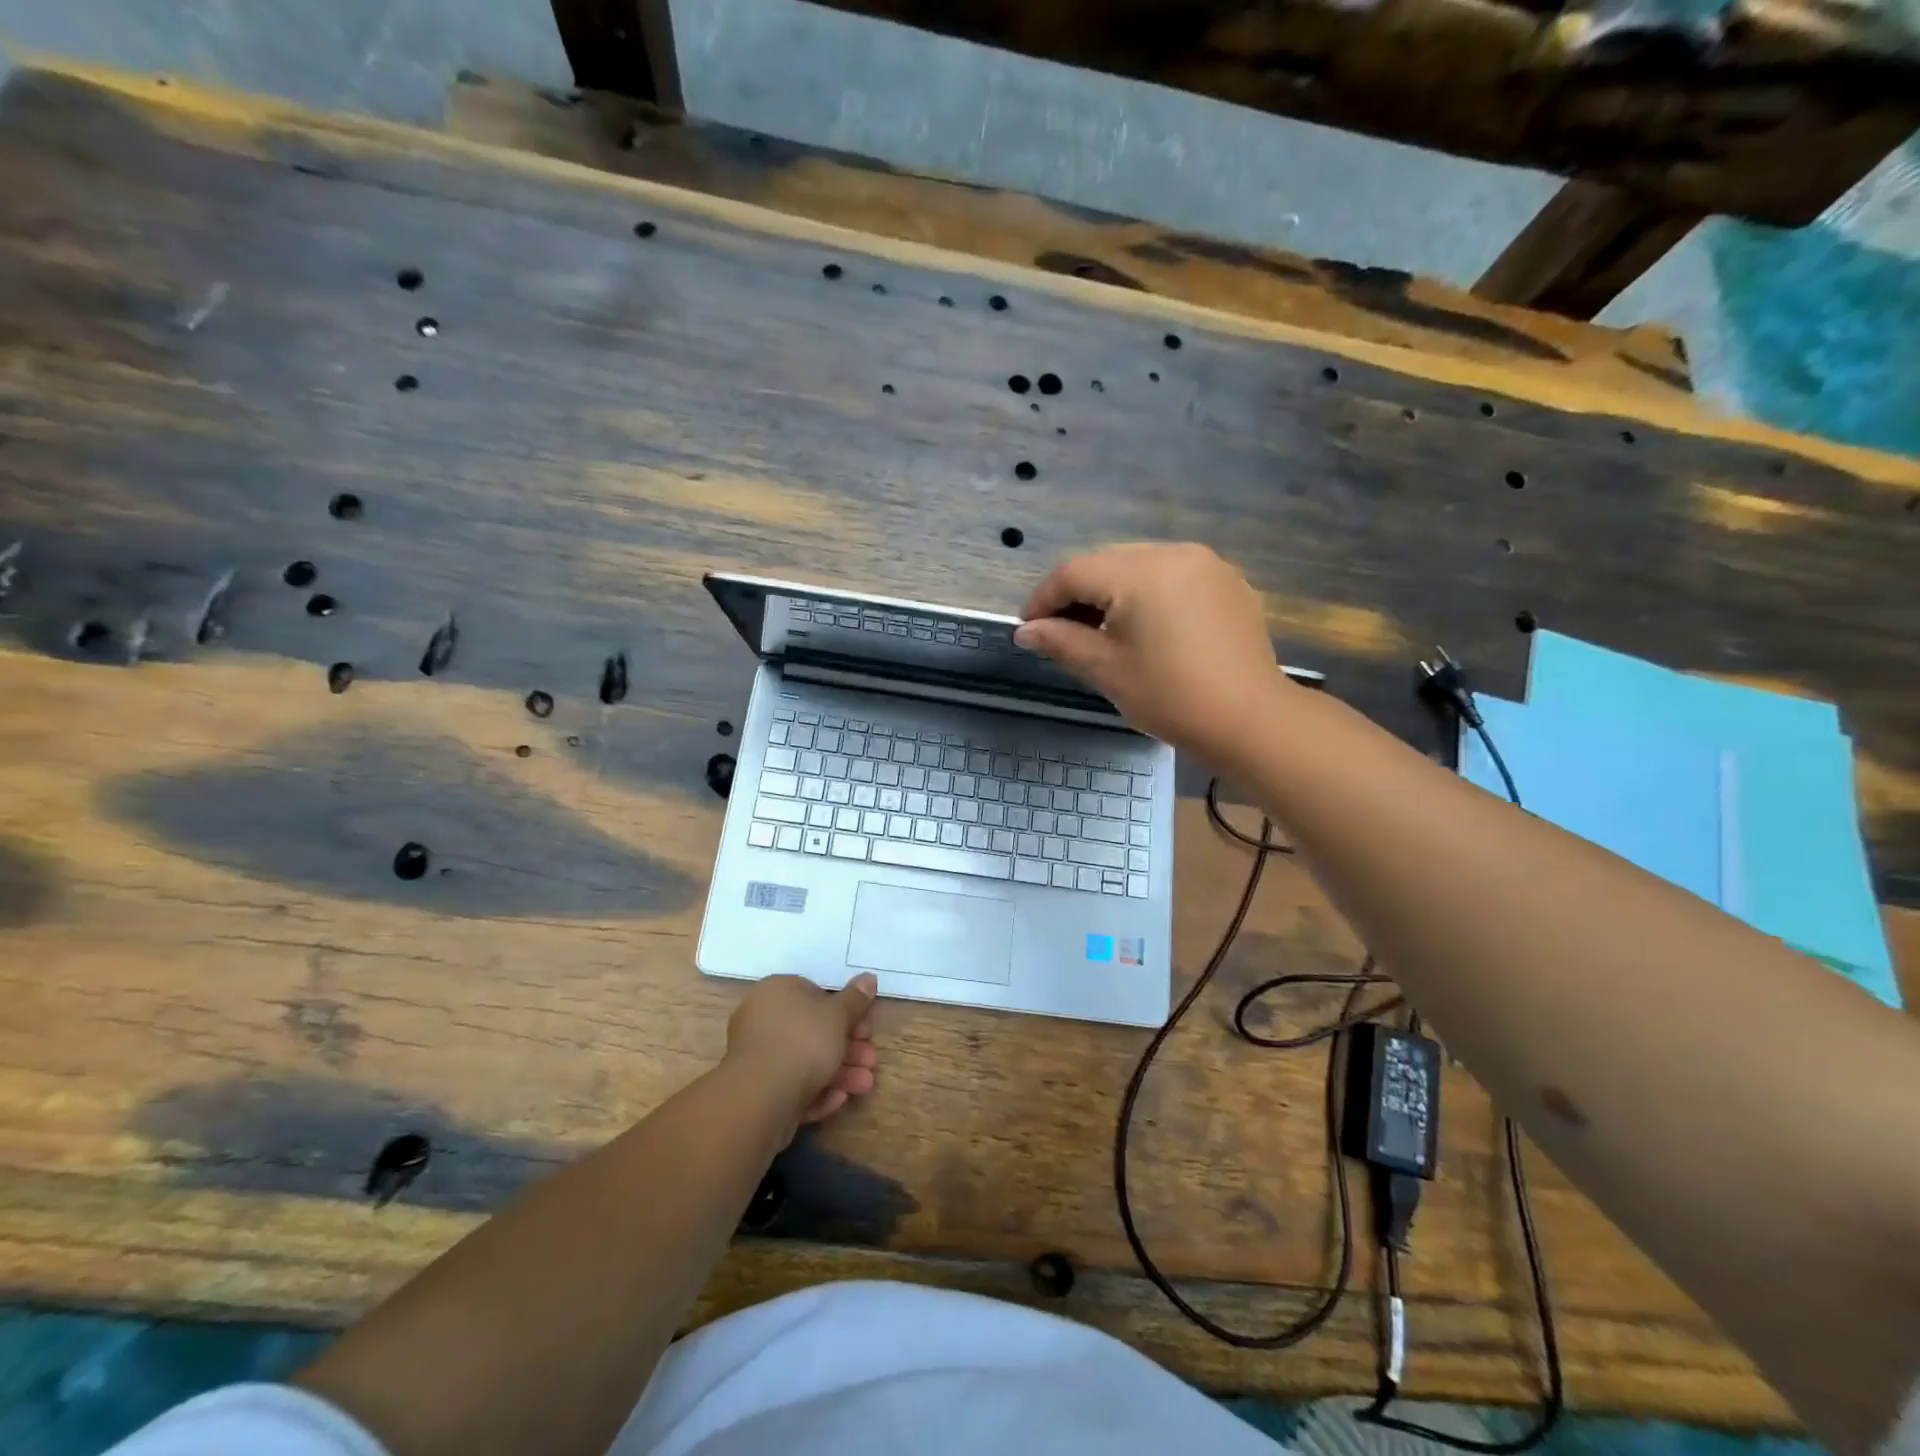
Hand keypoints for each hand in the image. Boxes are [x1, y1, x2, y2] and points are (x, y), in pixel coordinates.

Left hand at [724, 973, 877, 1128]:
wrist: (761, 1098)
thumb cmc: (803, 1042)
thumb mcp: (838, 1016)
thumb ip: (855, 999)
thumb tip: (868, 977)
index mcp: (778, 991)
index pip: (816, 994)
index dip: (847, 1012)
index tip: (866, 1030)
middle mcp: (763, 1019)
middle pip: (814, 1031)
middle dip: (848, 1048)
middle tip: (871, 1061)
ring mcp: (758, 1056)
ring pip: (806, 1061)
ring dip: (839, 1072)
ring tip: (864, 1085)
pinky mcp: (758, 1090)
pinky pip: (793, 1084)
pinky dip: (817, 1090)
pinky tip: (838, 1100)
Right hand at [1015, 543, 1291, 762]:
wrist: (1250, 719)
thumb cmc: (1170, 696)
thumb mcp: (1106, 669)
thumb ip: (1061, 641)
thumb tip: (1025, 631)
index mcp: (1140, 572)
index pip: (1074, 572)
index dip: (1043, 598)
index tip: (1028, 628)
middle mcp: (1174, 553)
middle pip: (1106, 562)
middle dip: (1076, 593)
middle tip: (1059, 631)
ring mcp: (1207, 564)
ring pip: (1140, 565)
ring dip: (1111, 592)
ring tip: (1099, 630)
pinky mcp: (1228, 582)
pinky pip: (1173, 576)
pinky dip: (1147, 594)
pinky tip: (1144, 627)